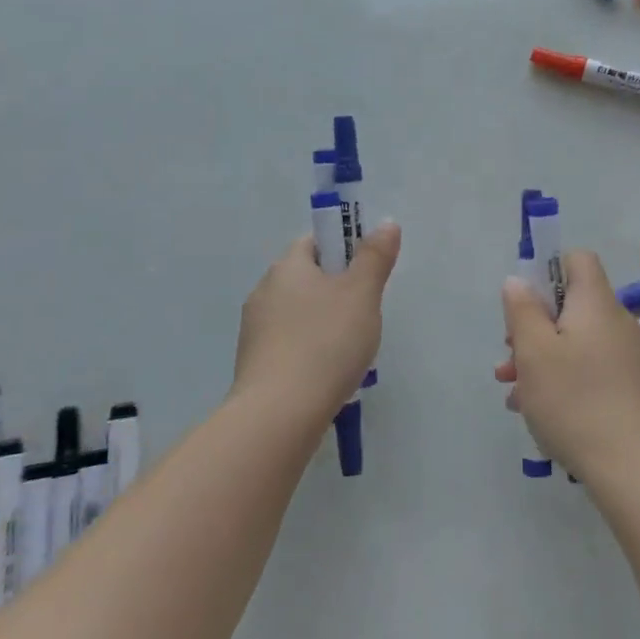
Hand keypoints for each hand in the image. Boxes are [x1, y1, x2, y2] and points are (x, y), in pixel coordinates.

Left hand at [235, 222, 399, 425]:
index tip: (366, 274)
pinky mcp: (254, 364)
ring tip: (350, 350)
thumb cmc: (325, 343)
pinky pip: (288, 344)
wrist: (279, 415)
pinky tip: (328, 374)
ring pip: (298, 314)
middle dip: (336, 291)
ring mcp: (254, 330)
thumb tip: (386, 223)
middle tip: (365, 313)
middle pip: (306, 278)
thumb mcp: (362, 294)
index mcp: (286, 267)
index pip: (314, 242)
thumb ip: (375, 257)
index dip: (343, 250)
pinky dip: (309, 351)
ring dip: (323, 323)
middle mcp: (264, 291)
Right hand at [496, 249, 639, 481]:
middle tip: (510, 355)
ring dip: (540, 357)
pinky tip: (535, 409)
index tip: (524, 302)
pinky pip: (586, 367)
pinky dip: (560, 378)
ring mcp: (624, 357)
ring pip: (573, 341)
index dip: (547, 270)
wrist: (633, 468)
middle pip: (569, 305)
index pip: (577, 260)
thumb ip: (521, 309)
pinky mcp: (626, 388)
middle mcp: (614, 322)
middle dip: (533, 325)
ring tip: (512, 389)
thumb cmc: (575, 399)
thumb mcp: (534, 350)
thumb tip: (519, 281)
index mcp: (595, 302)